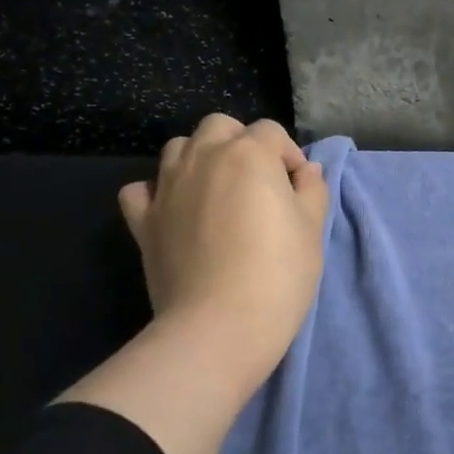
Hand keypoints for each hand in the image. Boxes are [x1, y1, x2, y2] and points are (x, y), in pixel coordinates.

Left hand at [118, 114, 329, 381]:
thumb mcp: (312, 229)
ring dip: (200, 158)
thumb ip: (312, 189)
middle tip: (258, 184)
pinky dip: (156, 192)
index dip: (289, 156)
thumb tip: (305, 170)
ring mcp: (167, 186)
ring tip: (217, 192)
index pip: (272, 132)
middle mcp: (203, 157)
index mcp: (249, 153)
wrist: (219, 326)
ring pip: (179, 147)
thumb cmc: (278, 274)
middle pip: (220, 127)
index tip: (298, 189)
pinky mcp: (144, 220)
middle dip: (241, 144)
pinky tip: (173, 211)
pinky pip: (141, 189)